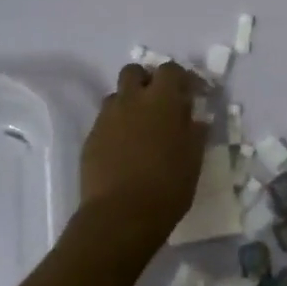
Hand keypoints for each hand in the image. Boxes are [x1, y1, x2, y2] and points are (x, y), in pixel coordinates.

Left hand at [76, 61, 206, 259]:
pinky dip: (116, 126)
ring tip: (140, 126)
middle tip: (160, 102)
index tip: (192, 93)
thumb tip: (196, 119)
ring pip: (117, 95)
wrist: (120, 216)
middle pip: (135, 72)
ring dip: (130, 102)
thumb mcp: (193, 160)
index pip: (170, 70)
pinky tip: (125, 149)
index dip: (182, 77)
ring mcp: (107, 118)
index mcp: (162, 100)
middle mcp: (131, 100)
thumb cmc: (167, 186)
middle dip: (147, 80)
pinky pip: (105, 121)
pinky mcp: (90, 138)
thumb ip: (194, 132)